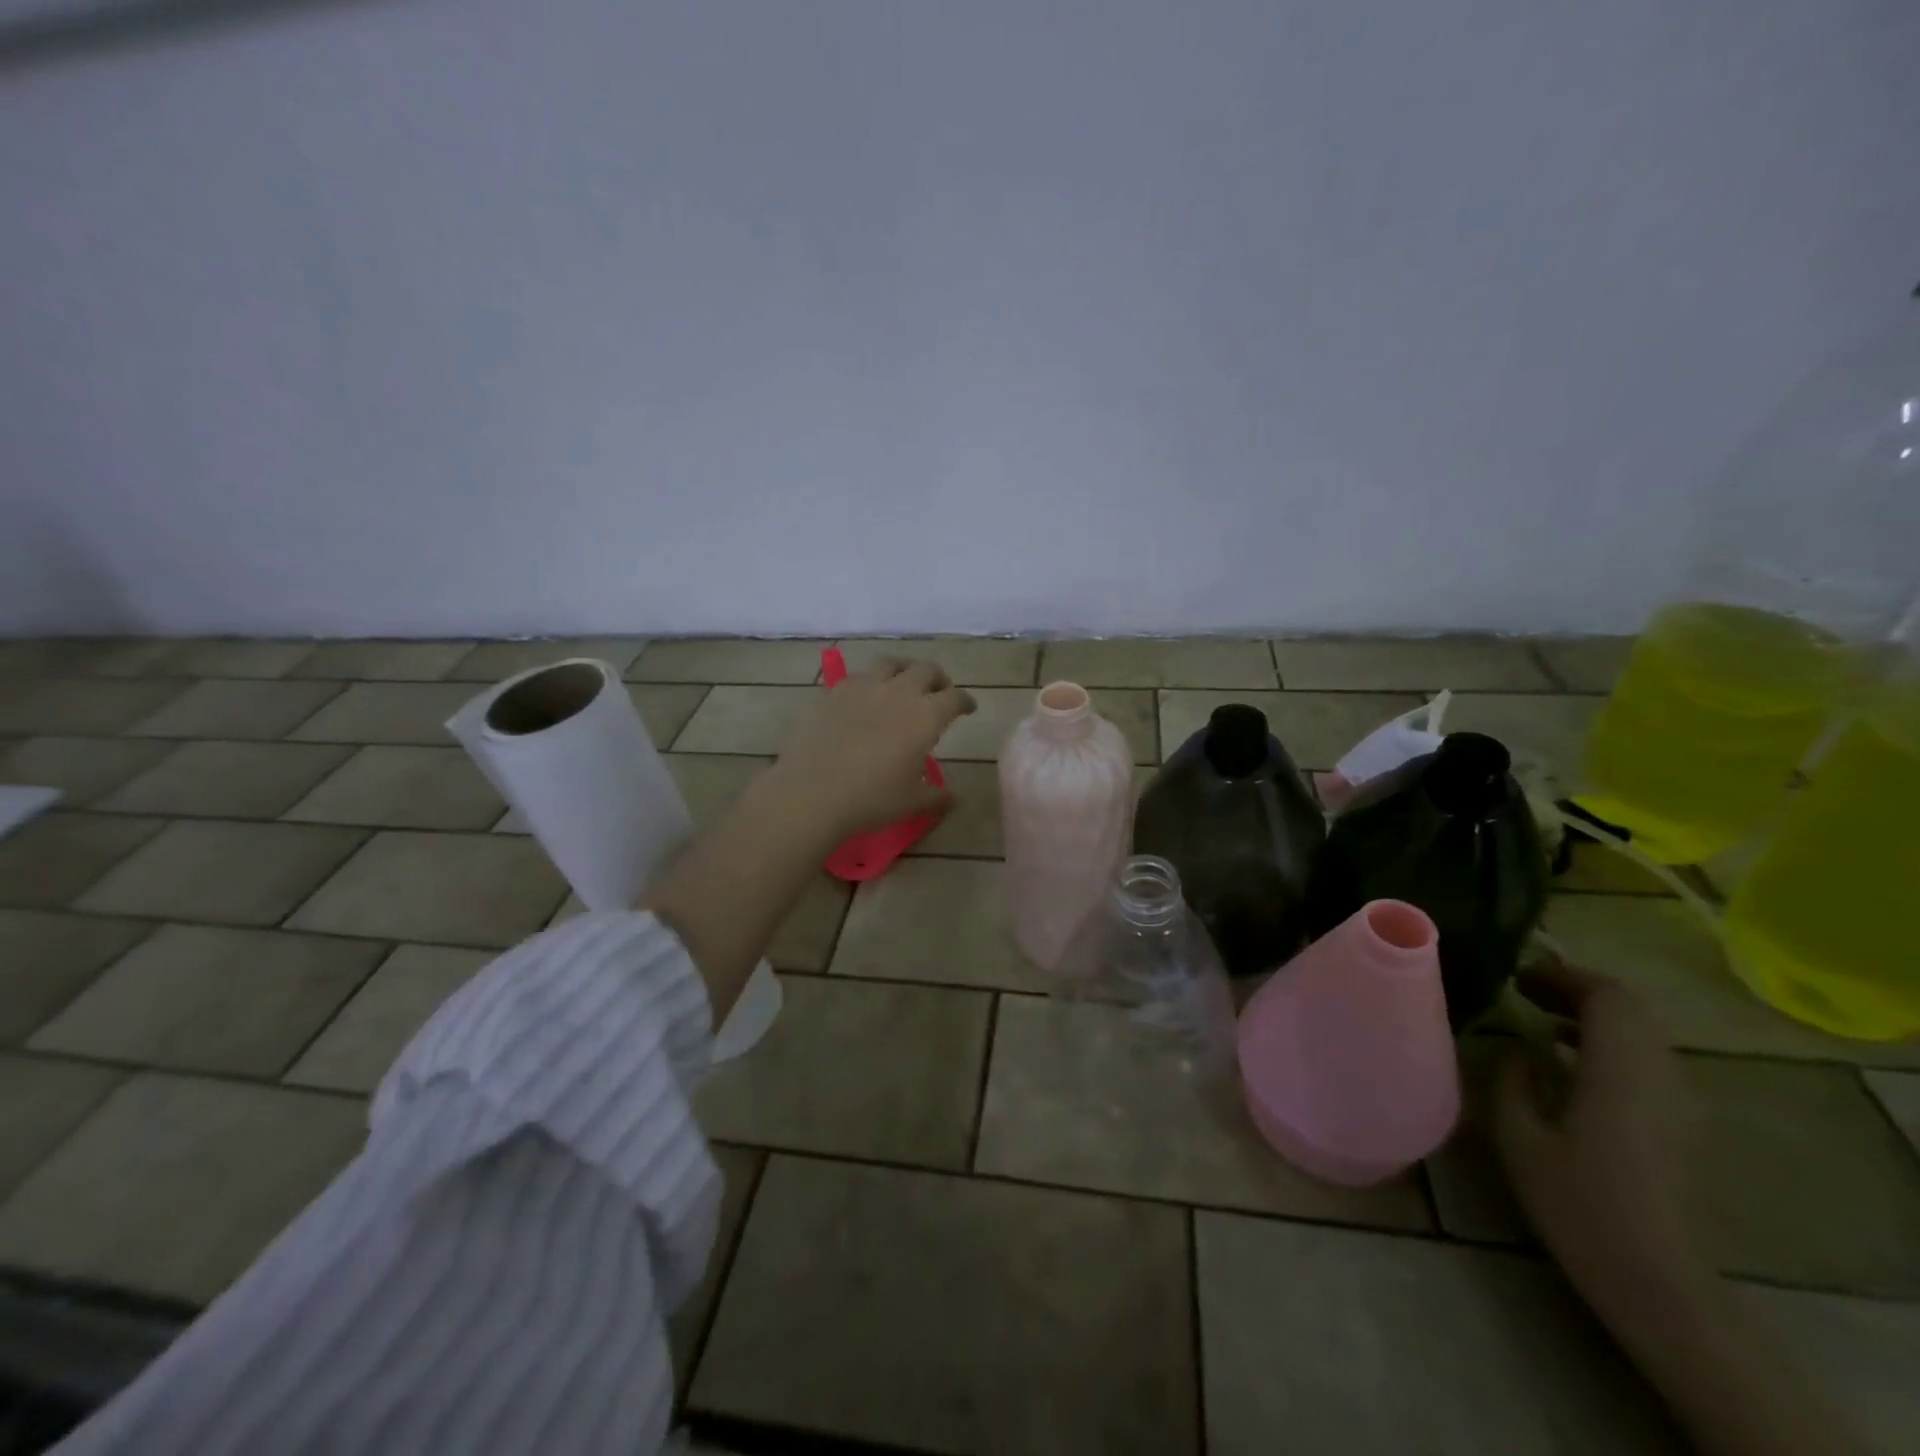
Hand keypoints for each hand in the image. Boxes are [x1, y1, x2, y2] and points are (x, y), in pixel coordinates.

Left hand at [764, 657, 975, 839]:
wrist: (812, 793)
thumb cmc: (872, 799)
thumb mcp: (912, 802)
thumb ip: (937, 796)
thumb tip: (954, 797)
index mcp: (926, 716)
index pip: (955, 698)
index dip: (965, 701)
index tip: (967, 708)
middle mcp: (898, 692)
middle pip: (926, 670)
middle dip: (938, 678)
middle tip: (940, 691)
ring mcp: (863, 688)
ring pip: (891, 664)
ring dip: (904, 670)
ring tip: (903, 684)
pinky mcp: (833, 693)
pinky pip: (858, 677)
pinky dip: (870, 682)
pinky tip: (865, 698)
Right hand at [1491, 959, 1704, 1320]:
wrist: (1656, 1279)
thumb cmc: (1577, 1202)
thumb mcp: (1518, 1136)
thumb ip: (1512, 1078)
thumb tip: (1519, 1047)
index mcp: (1619, 1070)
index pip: (1605, 996)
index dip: (1561, 976)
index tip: (1516, 977)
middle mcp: (1659, 1075)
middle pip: (1629, 1008)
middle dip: (1576, 989)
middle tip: (1524, 990)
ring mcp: (1679, 1102)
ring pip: (1641, 1033)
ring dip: (1593, 1015)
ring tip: (1542, 1019)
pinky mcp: (1682, 1124)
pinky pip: (1648, 1059)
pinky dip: (1609, 1042)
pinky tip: (1572, 1061)